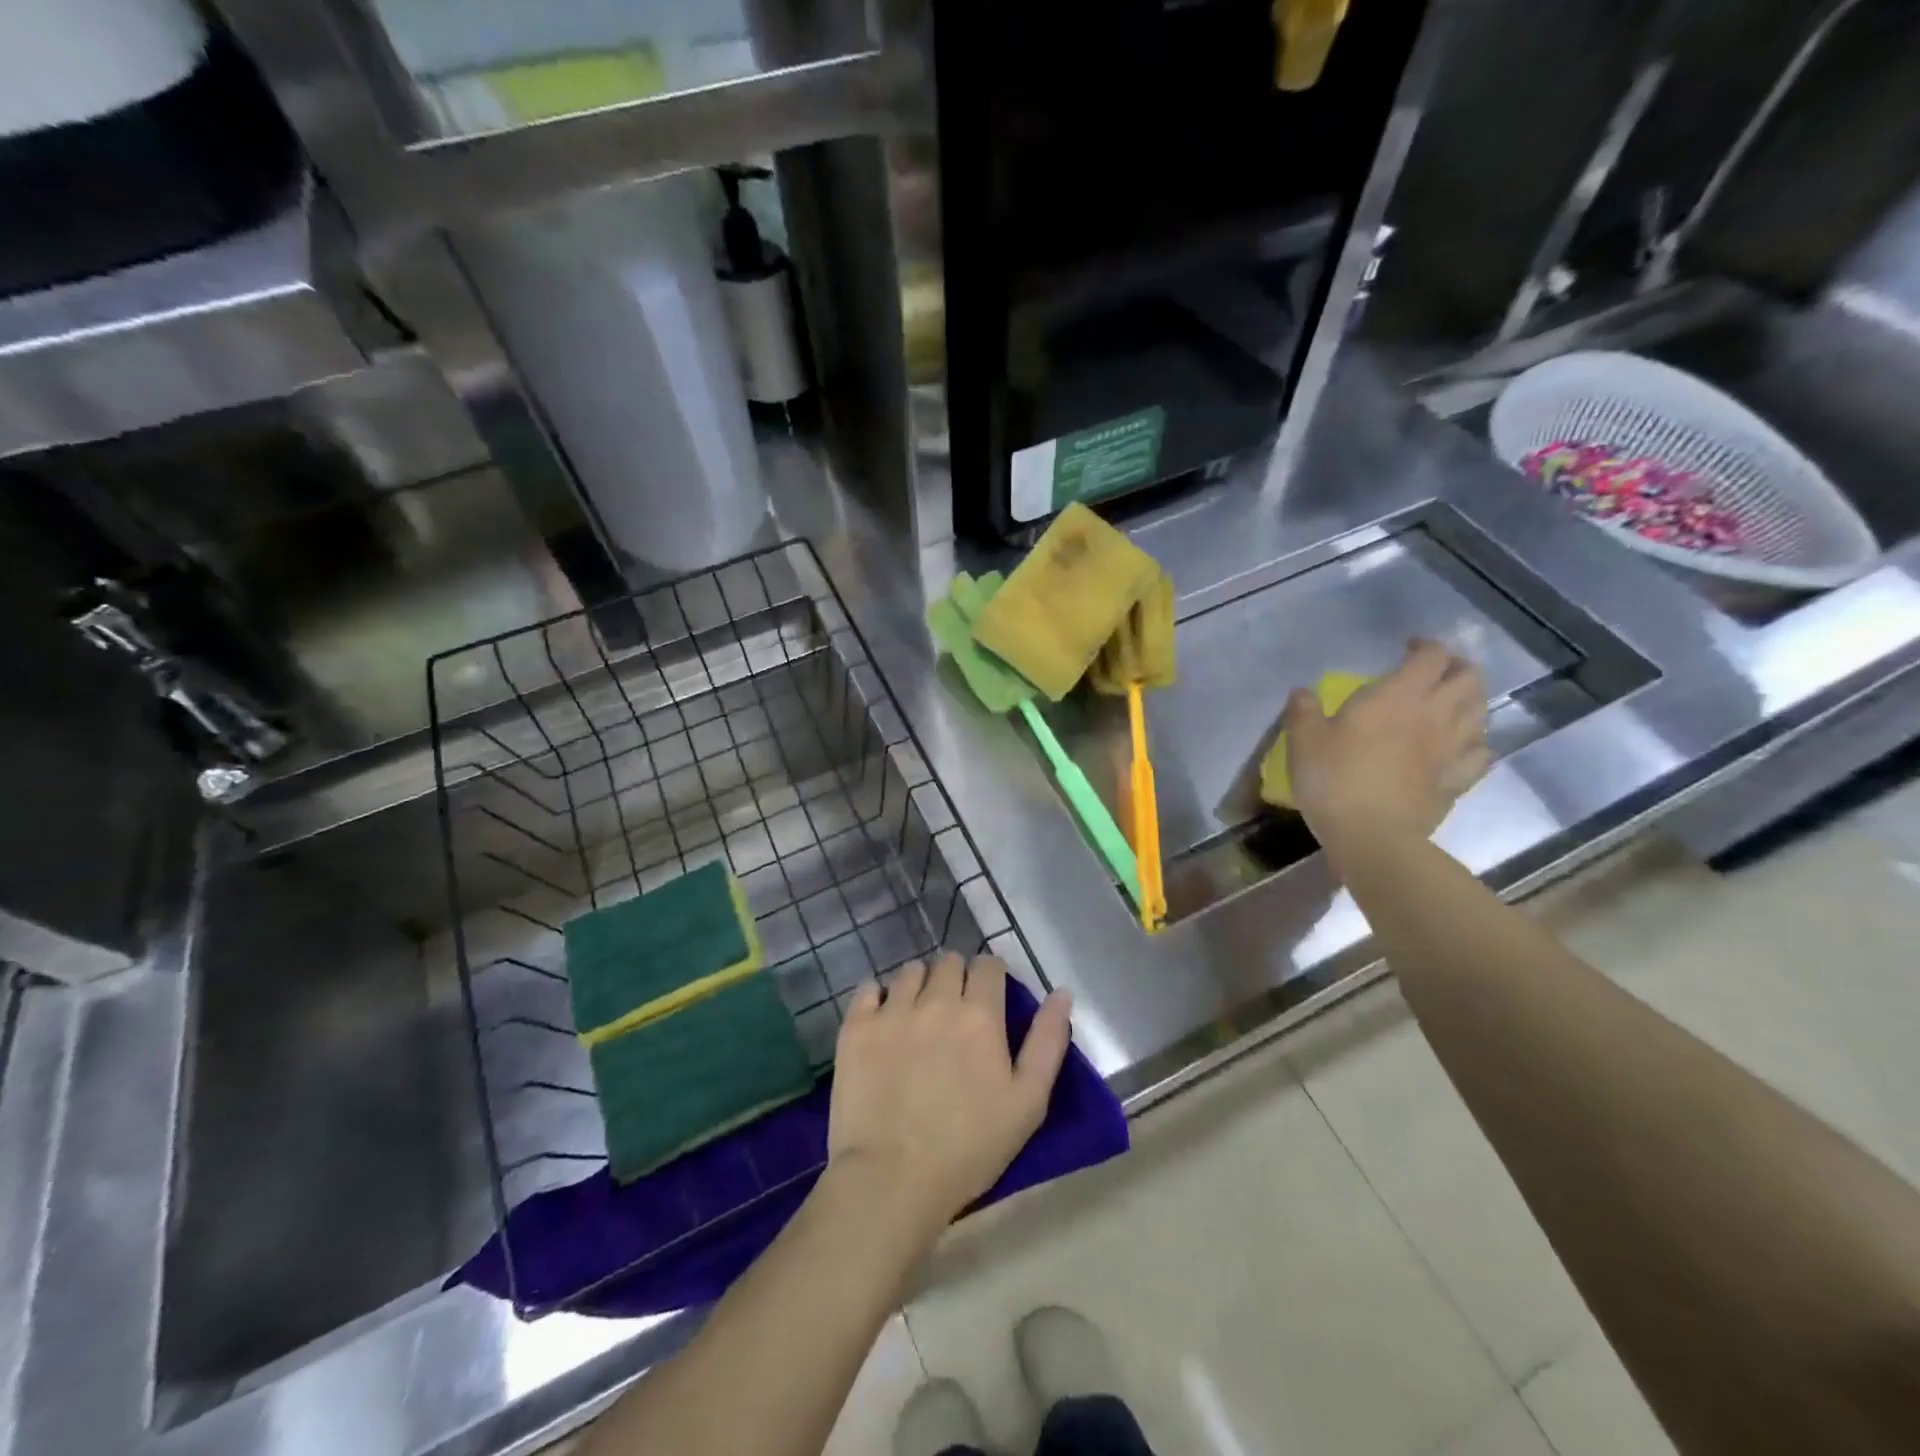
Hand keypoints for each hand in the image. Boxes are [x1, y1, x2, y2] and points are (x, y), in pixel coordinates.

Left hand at [827, 953, 1072, 1240]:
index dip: (992, 977)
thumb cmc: (969, 1148)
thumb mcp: (1028, 1102)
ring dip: (920, 984)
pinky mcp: (856, 1027)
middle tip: (955, 1012)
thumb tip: (1061, 992)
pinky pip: (867, 988)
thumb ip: (1047, 1042)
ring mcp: (892, 1010)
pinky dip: (877, 997)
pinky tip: (883, 1020)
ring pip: (910, 971)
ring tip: (919, 1016)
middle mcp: (936, 999)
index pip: (989, 965)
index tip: (990, 999)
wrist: (892, 1179)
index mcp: (980, 1014)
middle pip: (949, 962)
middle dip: (957, 978)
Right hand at [1282, 639, 1488, 850]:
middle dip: (1455, 667)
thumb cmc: (1334, 779)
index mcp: (1397, 695)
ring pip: (1481, 711)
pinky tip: (1462, 747)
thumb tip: (1302, 692)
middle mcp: (1434, 714)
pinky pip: (1481, 753)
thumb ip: (1303, 711)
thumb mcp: (1303, 741)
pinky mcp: (1457, 779)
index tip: (1407, 649)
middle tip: (1433, 673)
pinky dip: (1476, 743)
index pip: (1431, 655)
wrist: (1372, 835)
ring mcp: (1452, 748)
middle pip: (1468, 677)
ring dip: (1470, 700)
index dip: (1425, 646)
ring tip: (1450, 704)